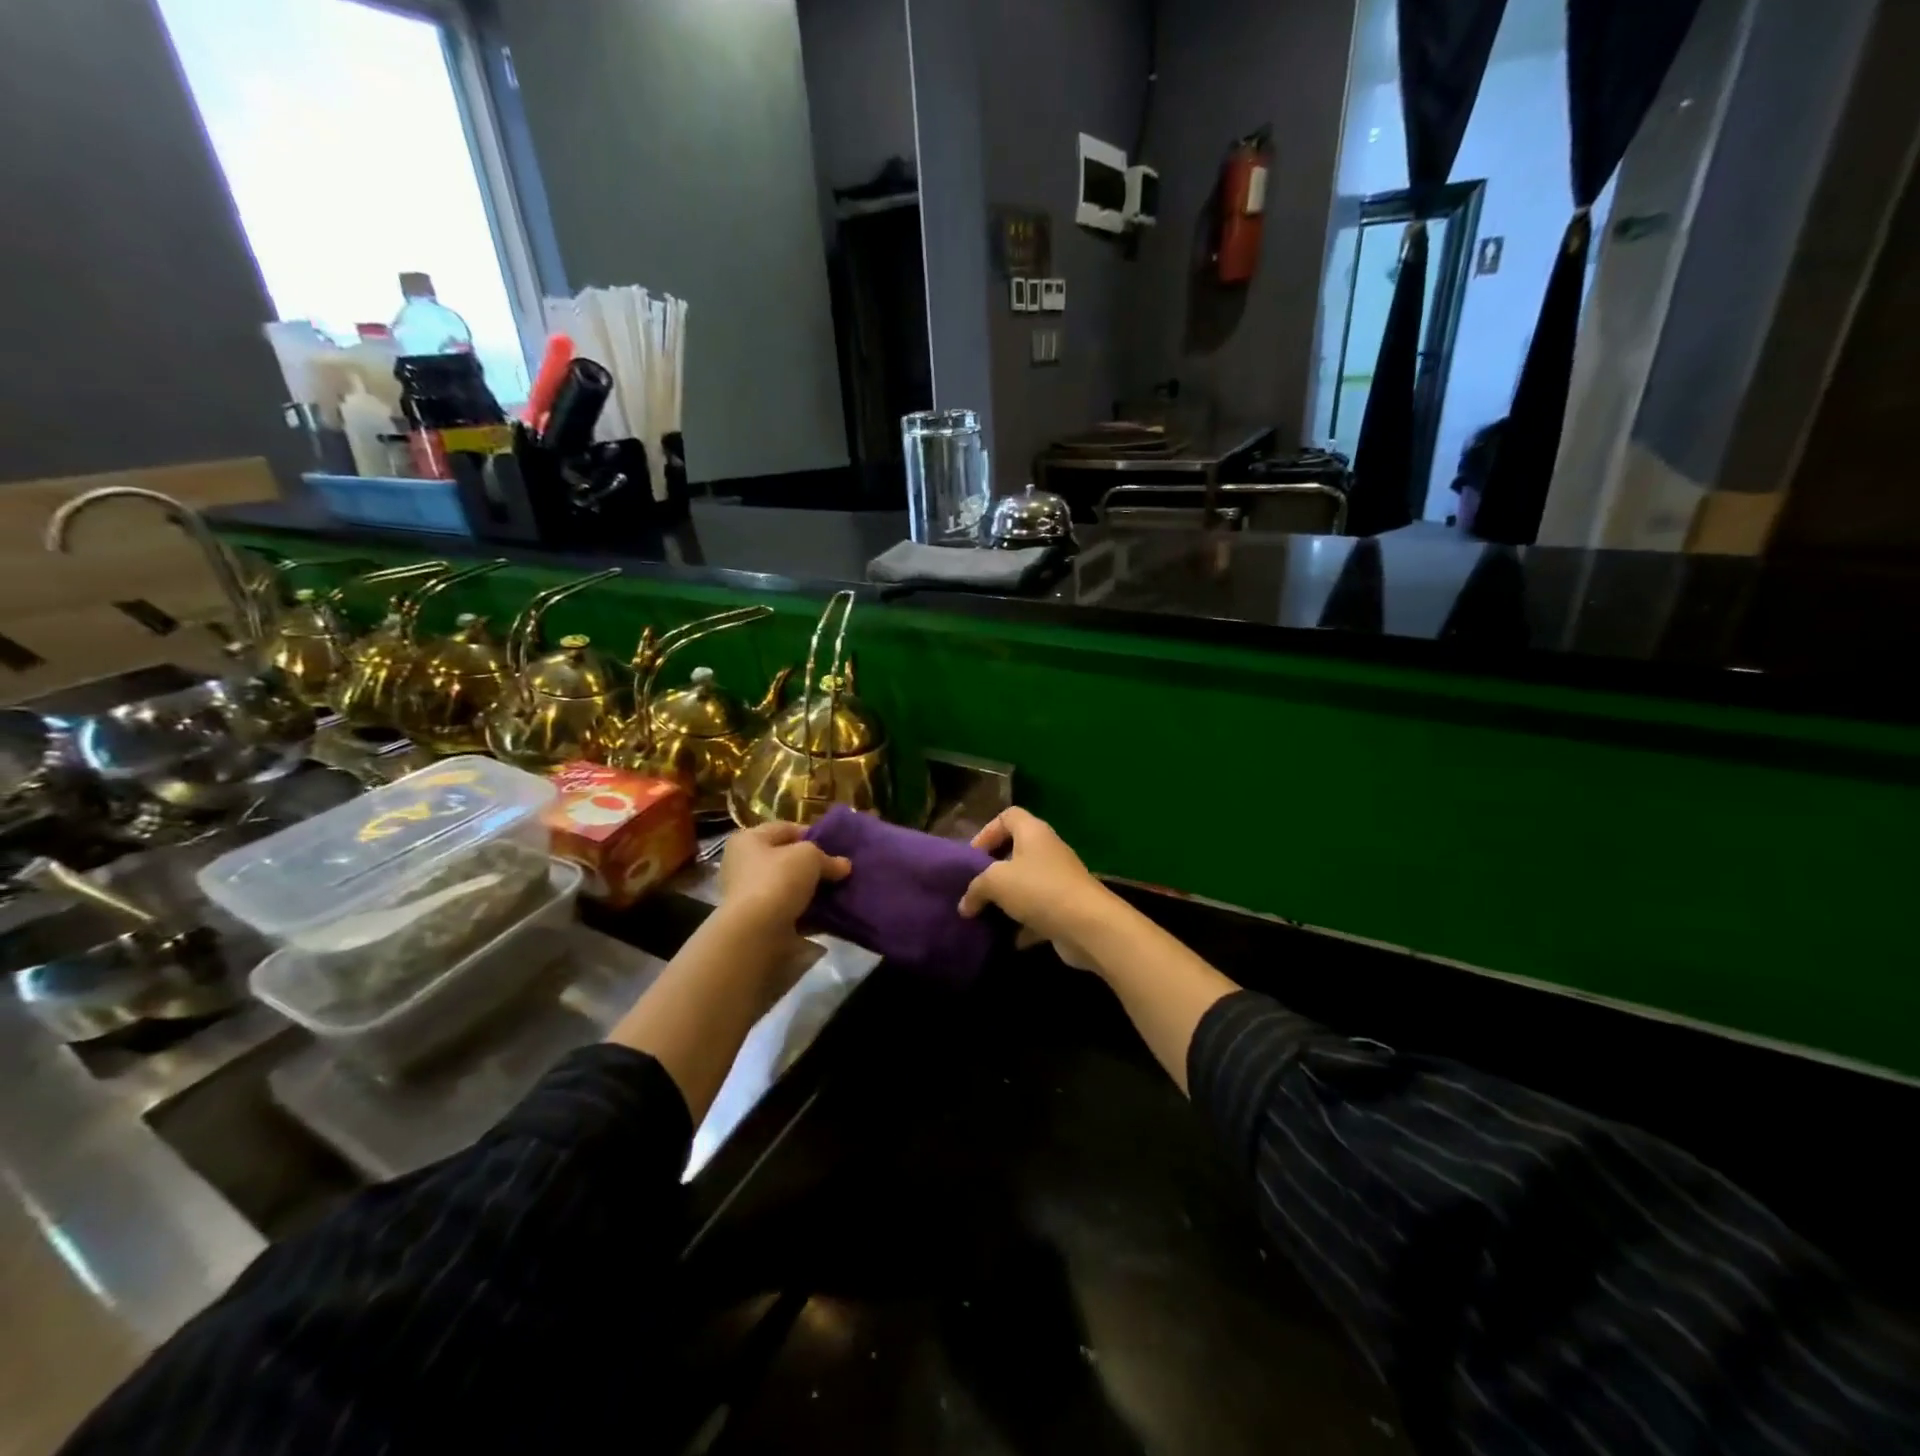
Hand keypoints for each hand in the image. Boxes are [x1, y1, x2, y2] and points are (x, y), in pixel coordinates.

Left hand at [717, 821, 850, 935]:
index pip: (785, 829)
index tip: (835, 846)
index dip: (812, 834)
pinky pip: (789, 910)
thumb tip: (843, 866)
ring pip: (789, 886)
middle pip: (786, 859)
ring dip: (812, 890)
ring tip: (838, 892)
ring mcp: (749, 895)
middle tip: (839, 870)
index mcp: (748, 840)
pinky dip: (807, 912)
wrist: (756, 932)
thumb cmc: (777, 880)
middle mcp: (743, 865)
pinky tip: (829, 914)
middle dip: (813, 865)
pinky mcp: (759, 921)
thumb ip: (827, 858)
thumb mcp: (809, 856)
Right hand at [958, 808, 1113, 971]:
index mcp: (1033, 832)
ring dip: (1007, 899)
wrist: (1088, 925)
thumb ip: (975, 888)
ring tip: (985, 913)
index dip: (987, 831)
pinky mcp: (1066, 907)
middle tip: (975, 887)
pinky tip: (1007, 938)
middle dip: (994, 869)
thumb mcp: (996, 882)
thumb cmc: (1039, 890)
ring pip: (1027, 883)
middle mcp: (1048, 850)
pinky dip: (1023, 924)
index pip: (1008, 816)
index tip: (972, 856)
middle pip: (1016, 850)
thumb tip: (964, 905)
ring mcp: (1059, 879)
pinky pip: (1038, 910)